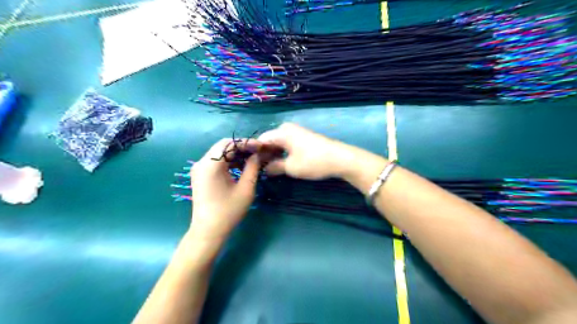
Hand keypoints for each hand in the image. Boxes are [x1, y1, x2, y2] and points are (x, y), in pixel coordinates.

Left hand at [190, 138, 261, 243]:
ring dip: (236, 154)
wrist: (208, 231)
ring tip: (253, 158)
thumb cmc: (228, 211)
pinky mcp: (200, 175)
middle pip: (223, 146)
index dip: (246, 142)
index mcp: (210, 165)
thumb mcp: (246, 188)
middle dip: (242, 147)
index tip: (261, 146)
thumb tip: (257, 155)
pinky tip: (241, 166)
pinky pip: (216, 161)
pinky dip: (229, 161)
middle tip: (258, 151)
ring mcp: (199, 169)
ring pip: (220, 153)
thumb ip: (252, 167)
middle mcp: (201, 163)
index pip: (229, 143)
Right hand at [258, 123, 351, 180]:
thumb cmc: (313, 161)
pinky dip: (282, 153)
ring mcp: (296, 133)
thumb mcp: (291, 167)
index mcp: (281, 132)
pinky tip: (280, 163)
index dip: (254, 152)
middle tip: (259, 169)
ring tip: (268, 169)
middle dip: (264, 154)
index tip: (250, 165)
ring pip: (278, 143)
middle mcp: (287, 129)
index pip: (261, 140)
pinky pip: (287, 144)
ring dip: (273, 155)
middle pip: (269, 141)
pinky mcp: (303, 138)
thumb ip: (274, 167)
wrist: (340, 158)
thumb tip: (264, 169)